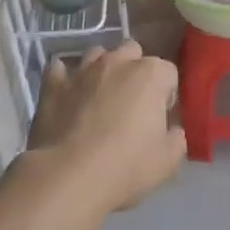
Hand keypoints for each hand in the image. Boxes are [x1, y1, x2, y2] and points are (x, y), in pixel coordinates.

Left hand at [25, 43, 185, 212]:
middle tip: (132, 103)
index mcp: (150, 75)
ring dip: (103, 70)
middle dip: (136, 70)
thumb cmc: (126, 166)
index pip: (168, 73)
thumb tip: (172, 130)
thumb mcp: (168, 161)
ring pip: (97, 55)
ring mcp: (83, 70)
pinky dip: (66, 79)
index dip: (167, 95)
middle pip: (133, 52)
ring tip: (101, 97)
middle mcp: (117, 62)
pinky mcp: (53, 84)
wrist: (69, 177)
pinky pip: (59, 70)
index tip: (160, 117)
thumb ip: (176, 138)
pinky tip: (68, 95)